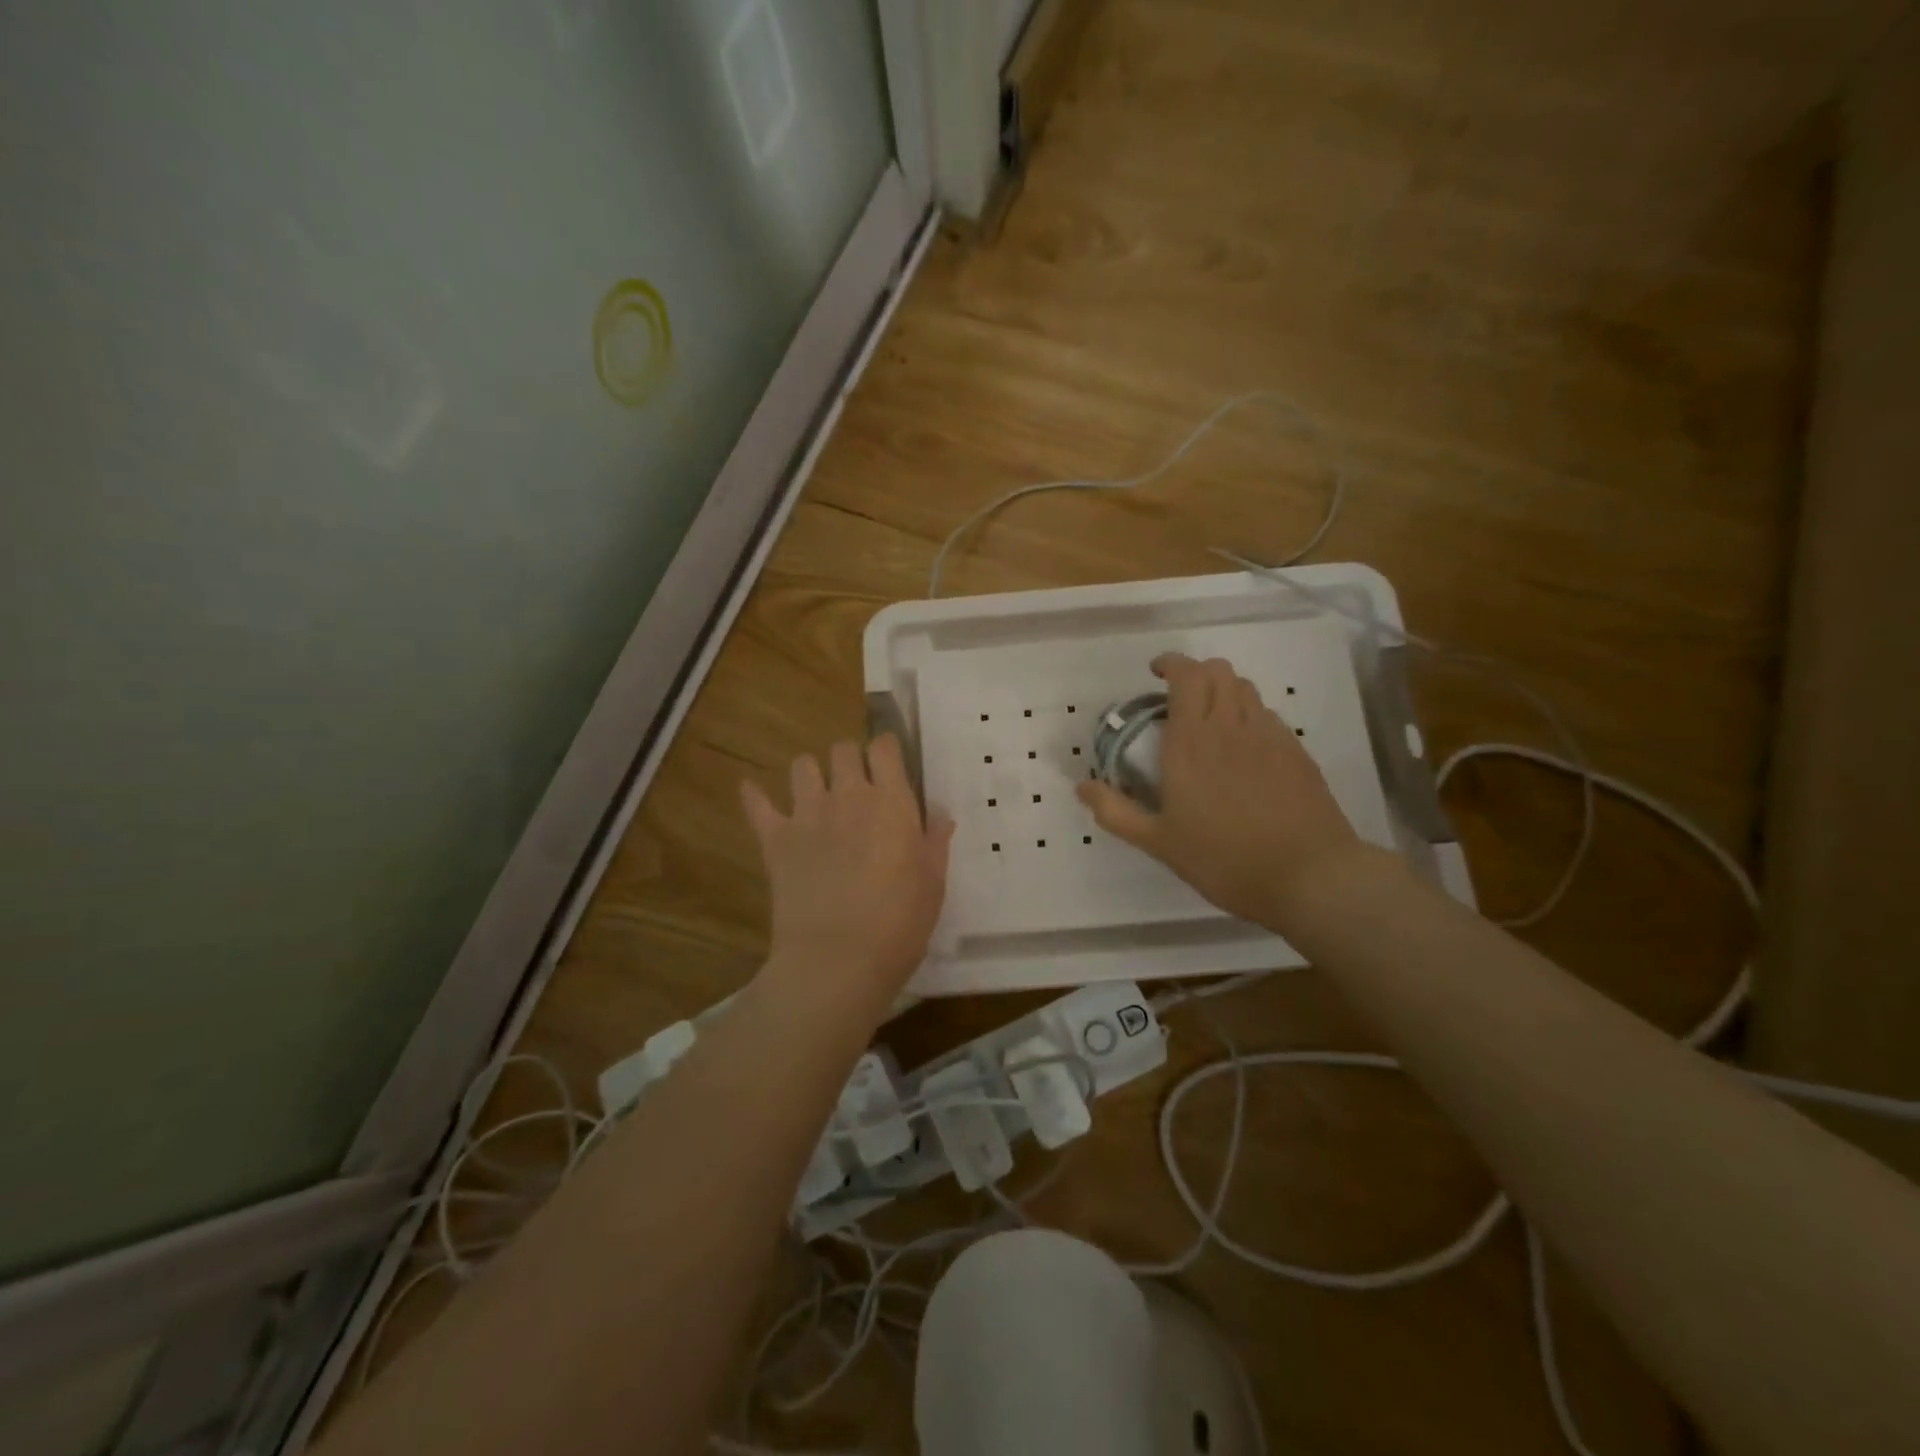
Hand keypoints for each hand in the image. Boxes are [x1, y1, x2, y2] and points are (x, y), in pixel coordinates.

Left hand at [741, 735, 953, 1008]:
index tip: (890, 764)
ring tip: (817, 793)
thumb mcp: (933, 883)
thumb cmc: (899, 923)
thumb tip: (939, 815)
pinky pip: (757, 804)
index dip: (886, 750)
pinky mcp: (775, 839)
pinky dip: (754, 796)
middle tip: (857, 785)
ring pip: (803, 766)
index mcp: (891, 802)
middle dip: (850, 759)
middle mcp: (848, 795)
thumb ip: (934, 842)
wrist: (838, 959)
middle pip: (843, 749)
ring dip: (811, 774)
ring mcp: (807, 814)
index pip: (884, 748)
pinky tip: (753, 792)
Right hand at [1076, 653, 1366, 929]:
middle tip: (1178, 696)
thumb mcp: (1159, 843)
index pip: (1186, 676)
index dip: (1171, 663)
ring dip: (1223, 689)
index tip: (1156, 673)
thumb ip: (1116, 812)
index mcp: (1191, 742)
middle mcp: (1230, 727)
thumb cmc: (1224, 859)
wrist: (1309, 875)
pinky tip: (1243, 747)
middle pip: (1218, 670)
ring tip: (1210, 717)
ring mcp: (1269, 735)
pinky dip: (1248, 714)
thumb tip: (1082, 787)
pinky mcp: (1295, 751)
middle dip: (1195, 672)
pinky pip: (1267, 714)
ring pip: (1245, 687)